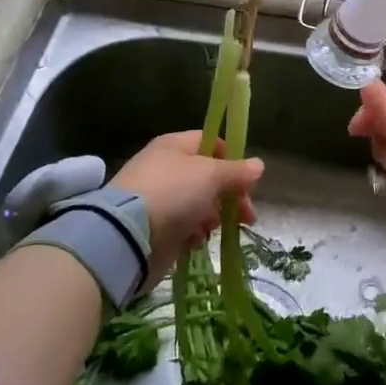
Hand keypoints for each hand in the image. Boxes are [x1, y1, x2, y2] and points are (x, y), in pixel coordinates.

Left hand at [113, 131, 264, 287]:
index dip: (232, 160)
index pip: (211, 143)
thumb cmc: (172, 194)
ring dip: (213, 216)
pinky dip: (193, 233)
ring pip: (198, 203)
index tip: (247, 182)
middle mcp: (165, 168)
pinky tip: (195, 241)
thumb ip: (237, 171)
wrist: (126, 236)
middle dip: (230, 195)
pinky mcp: (154, 226)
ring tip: (215, 228)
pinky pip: (183, 226)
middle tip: (247, 215)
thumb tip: (259, 165)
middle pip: (208, 177)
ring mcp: (158, 198)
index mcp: (175, 146)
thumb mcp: (211, 176)